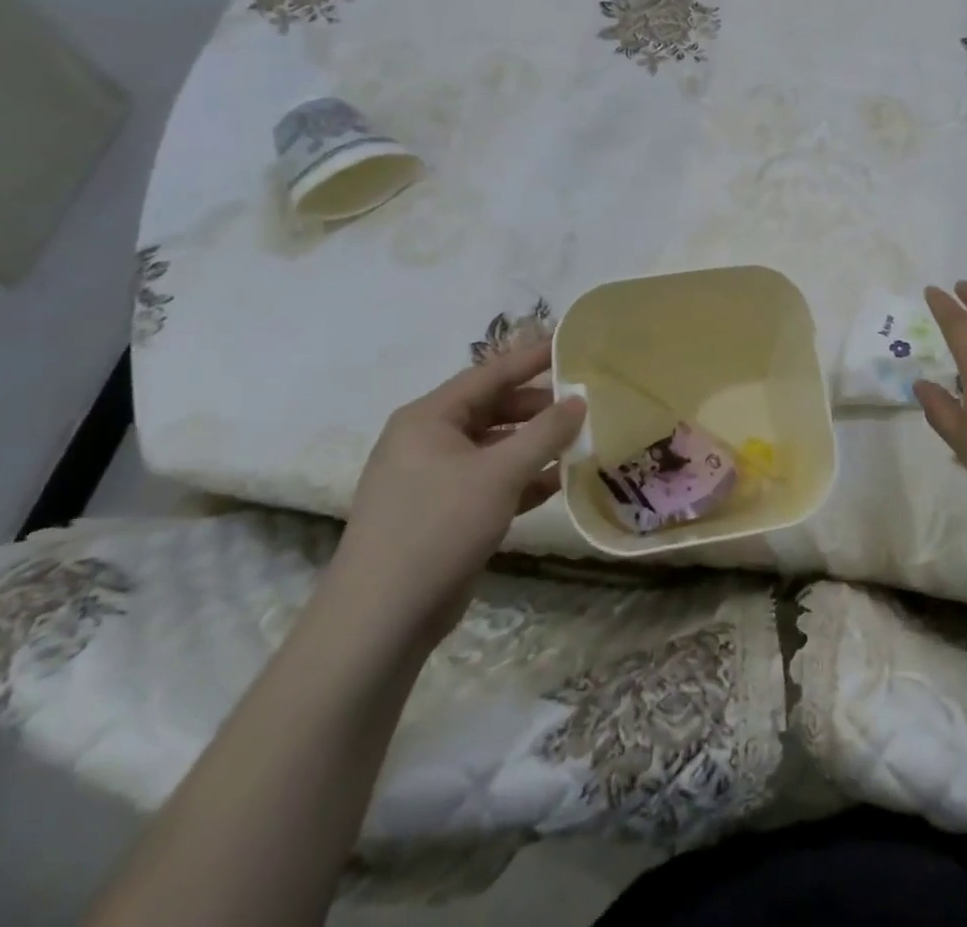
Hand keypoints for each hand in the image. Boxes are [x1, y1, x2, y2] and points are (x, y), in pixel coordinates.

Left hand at [325, 340, 585, 648]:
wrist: (380, 620)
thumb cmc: (438, 527)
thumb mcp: (499, 473)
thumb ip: (545, 432)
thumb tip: (579, 400)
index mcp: (429, 418)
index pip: (490, 374)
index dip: (533, 359)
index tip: (572, 345)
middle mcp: (428, 440)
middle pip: (493, 409)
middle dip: (539, 407)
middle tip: (585, 402)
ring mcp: (434, 479)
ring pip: (495, 447)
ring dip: (535, 445)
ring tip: (581, 439)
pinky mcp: (444, 513)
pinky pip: (491, 481)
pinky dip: (523, 479)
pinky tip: (559, 482)